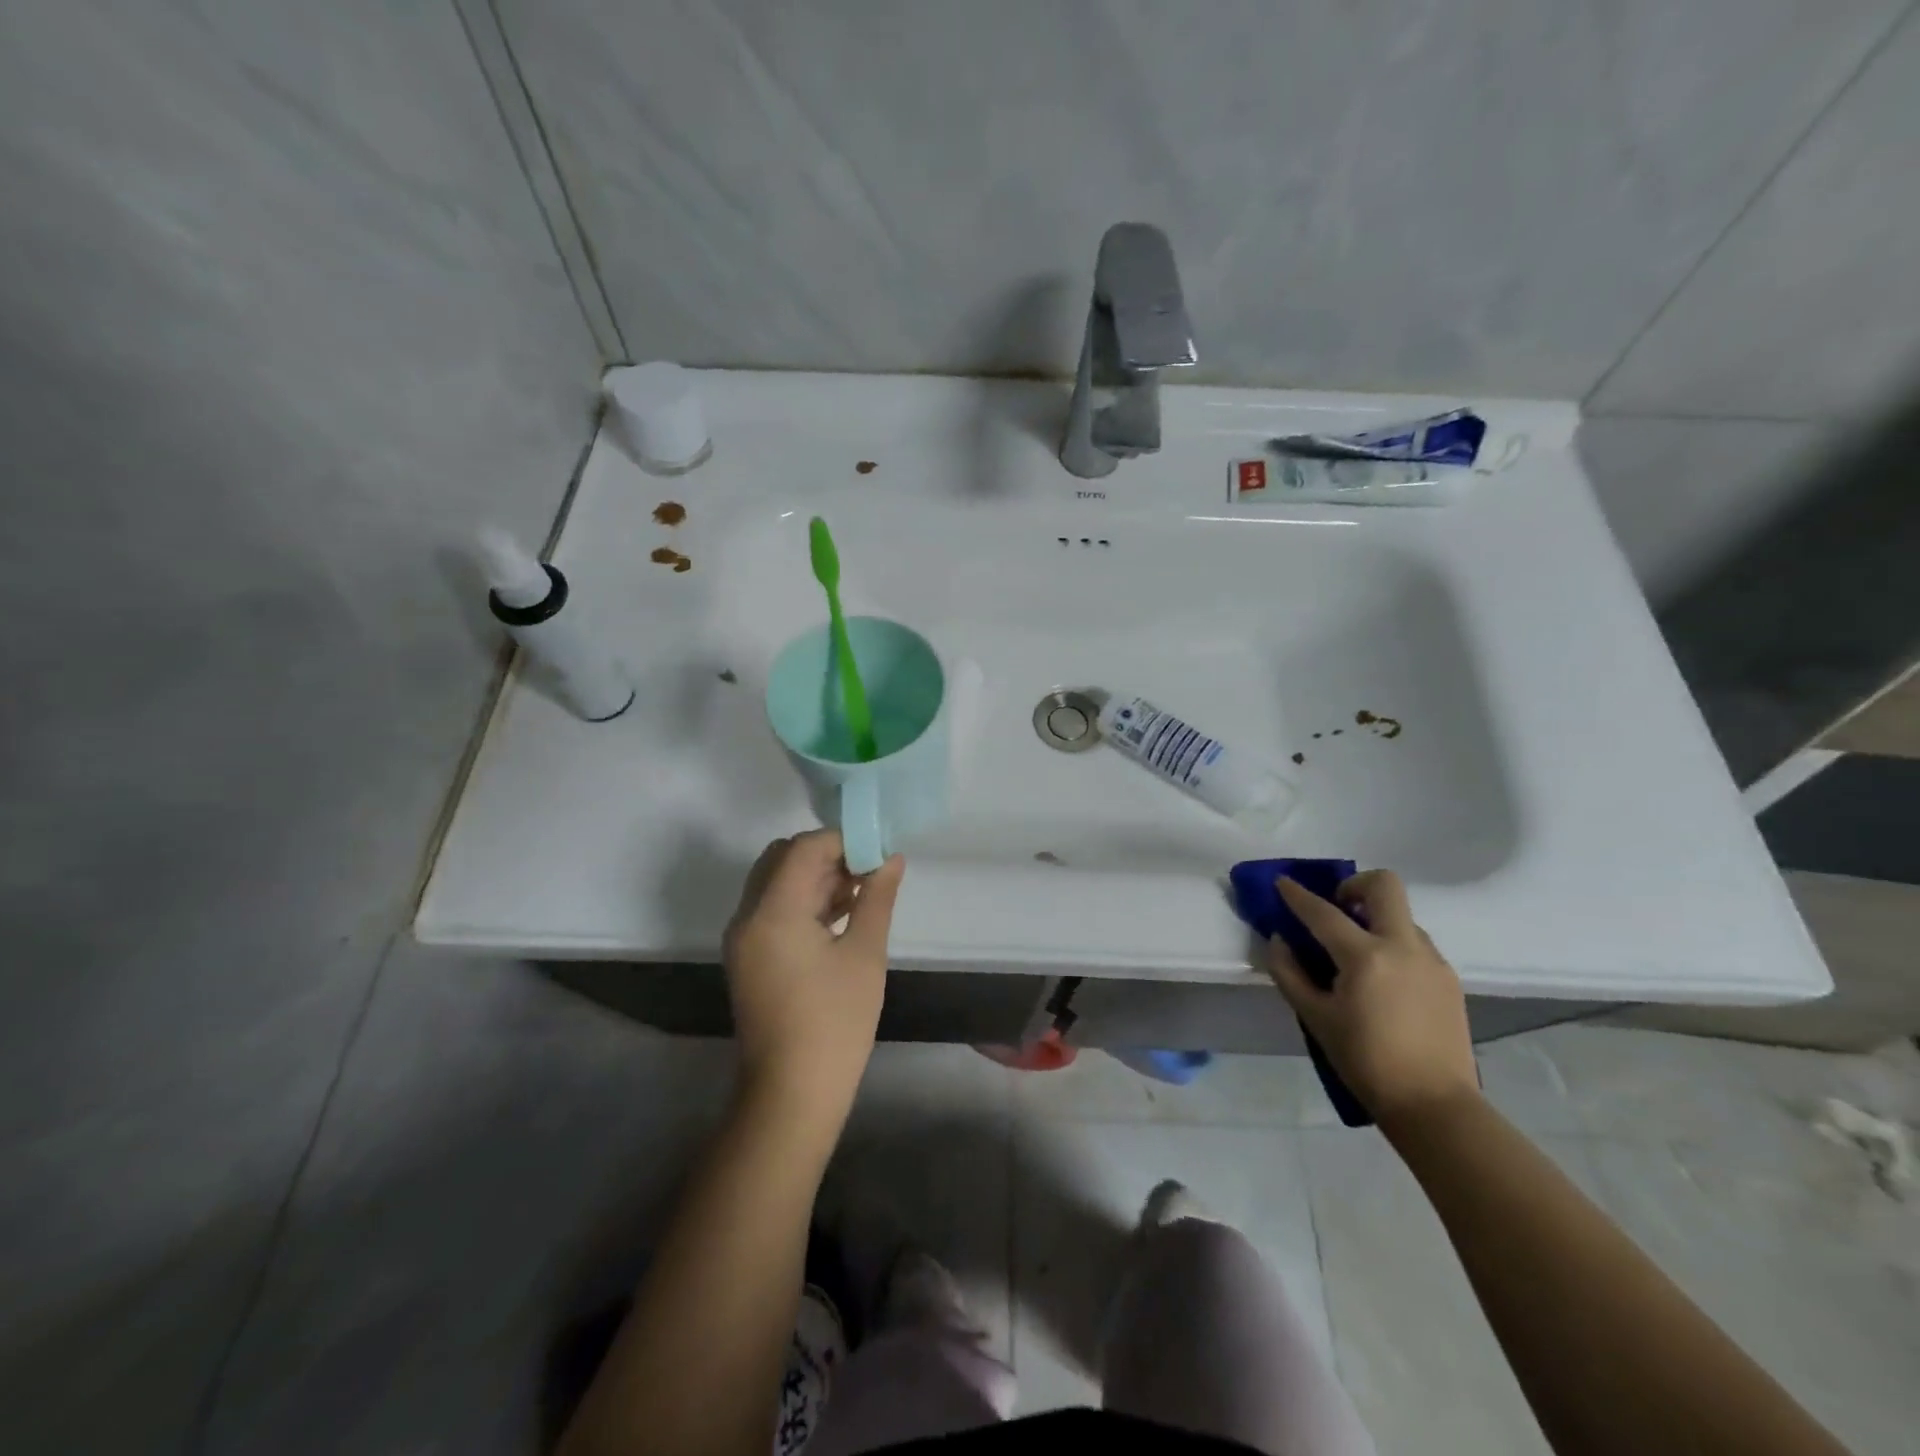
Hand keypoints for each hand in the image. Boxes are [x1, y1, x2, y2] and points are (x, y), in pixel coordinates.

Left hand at [722, 831, 903, 1122]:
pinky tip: (842, 913)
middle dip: (827, 855)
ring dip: (816, 877)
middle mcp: (748, 917)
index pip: (802, 848)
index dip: (841, 840)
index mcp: (772, 911)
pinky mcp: (749, 957)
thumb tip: (891, 857)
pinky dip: (804, 902)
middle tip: (869, 869)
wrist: (792, 1094)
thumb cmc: (835, 1022)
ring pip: (777, 883)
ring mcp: (744, 939)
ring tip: (863, 890)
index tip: (877, 850)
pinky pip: (774, 910)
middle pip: (783, 859)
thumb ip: (877, 897)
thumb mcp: (864, 954)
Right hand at [1265, 870, 1478, 1126]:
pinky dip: (1393, 945)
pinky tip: (1383, 980)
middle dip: (1355, 885)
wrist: (1434, 1105)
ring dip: (1375, 919)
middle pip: (1384, 886)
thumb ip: (1289, 973)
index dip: (1298, 895)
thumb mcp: (1315, 1017)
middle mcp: (1403, 947)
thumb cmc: (1365, 1061)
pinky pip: (1416, 943)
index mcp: (1366, 957)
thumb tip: (1279, 940)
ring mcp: (1432, 960)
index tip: (1282, 882)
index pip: (1323, 913)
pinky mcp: (1449, 978)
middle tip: (1337, 907)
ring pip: (1402, 915)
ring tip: (1357, 955)